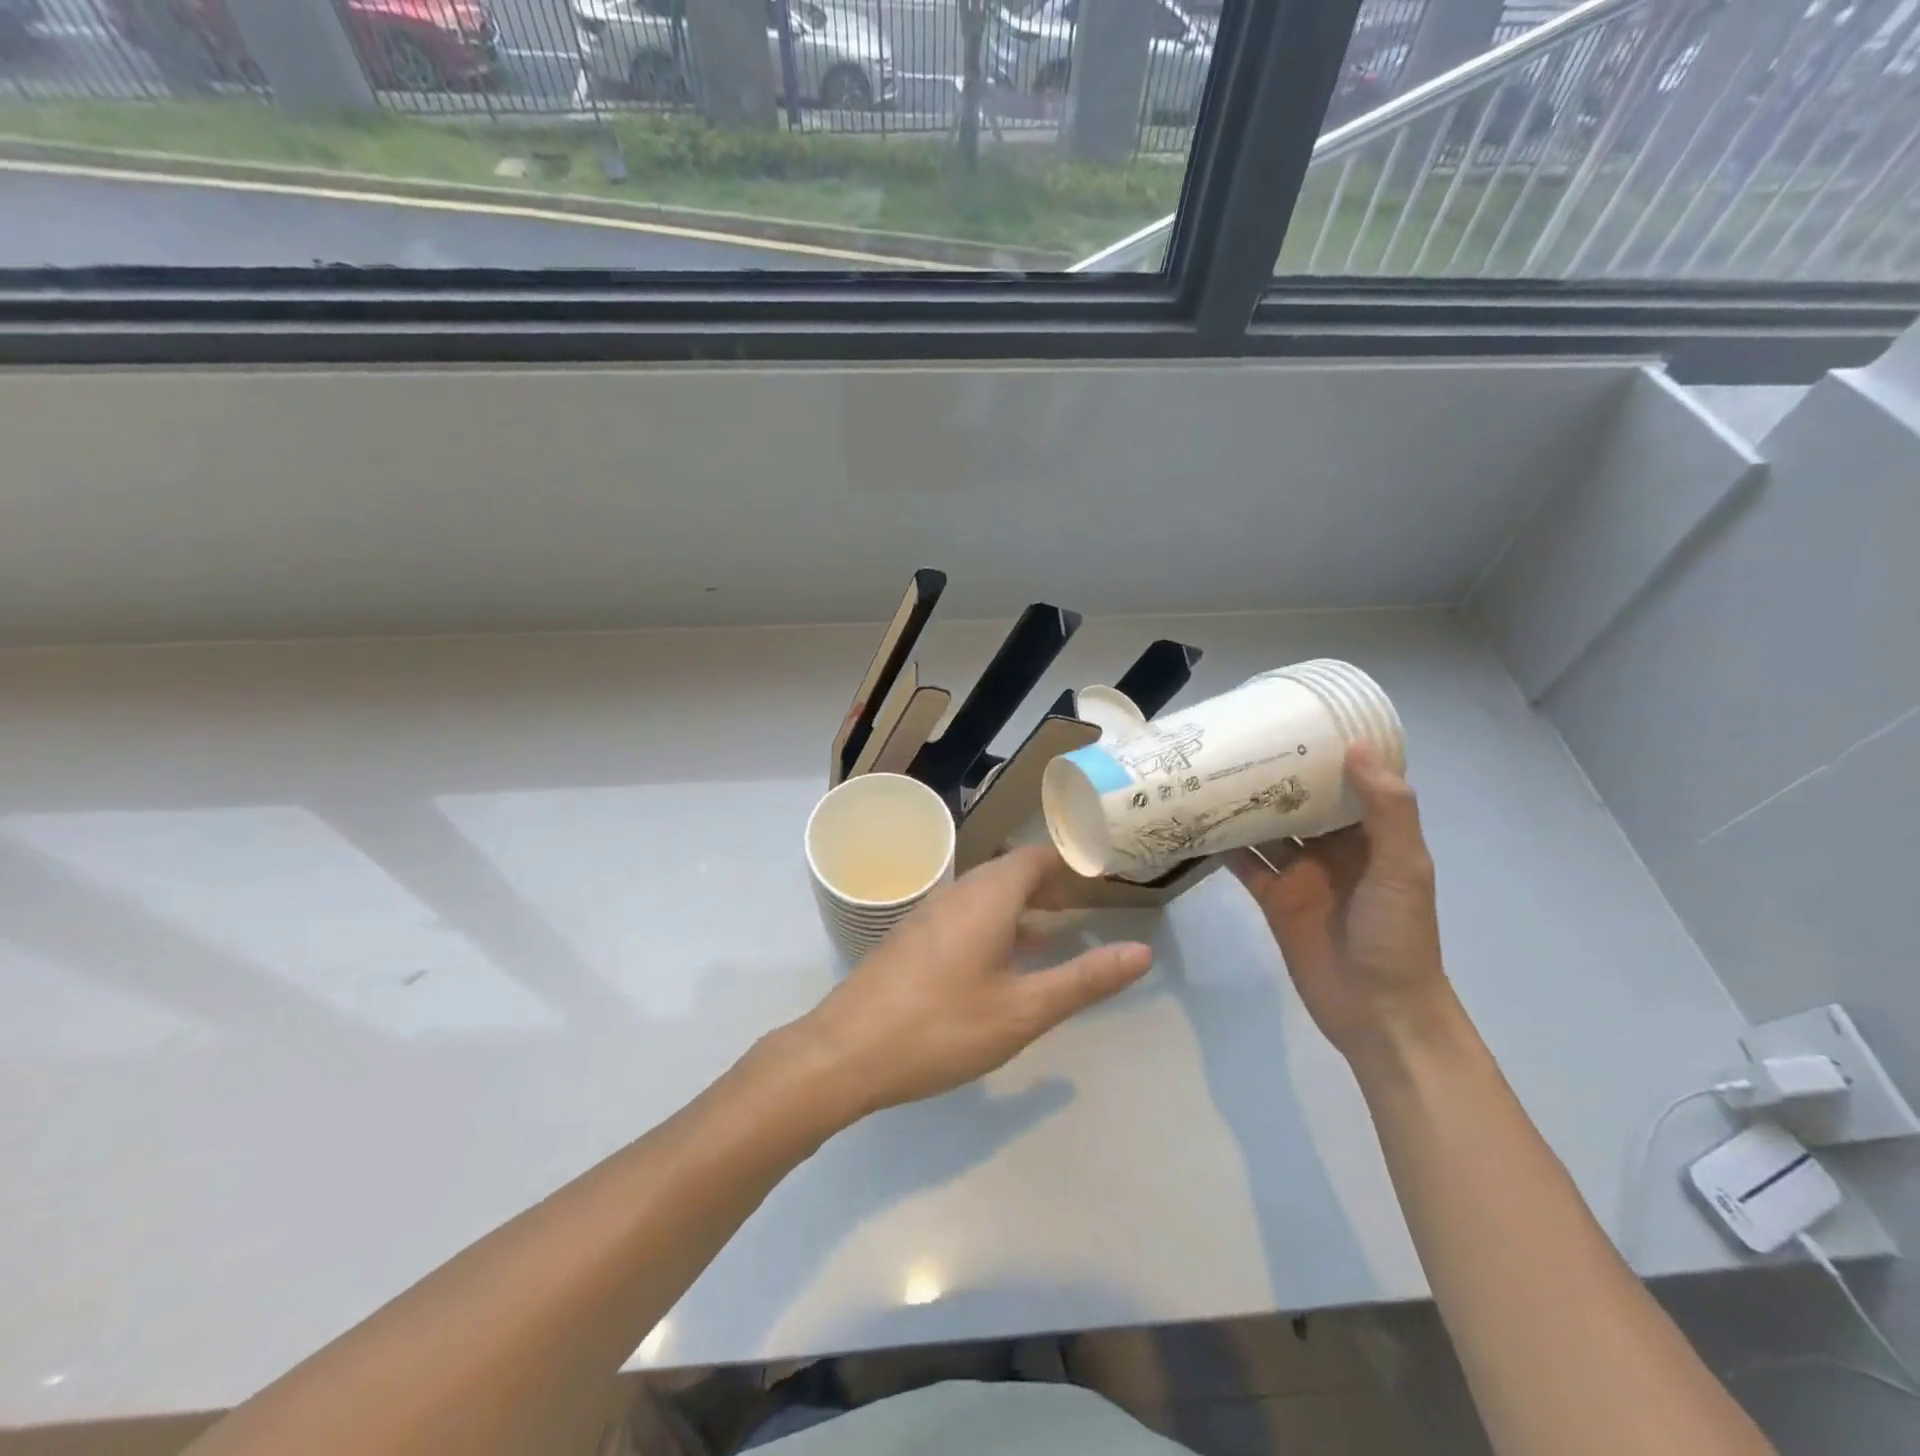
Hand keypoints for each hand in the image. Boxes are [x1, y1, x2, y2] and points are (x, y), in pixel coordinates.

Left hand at [796, 845, 1152, 1119]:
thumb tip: (1141, 952)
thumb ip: (1084, 980)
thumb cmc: (941, 1027)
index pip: (1035, 857)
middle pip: (1010, 874)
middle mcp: (956, 894)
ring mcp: (929, 916)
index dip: (1069, 864)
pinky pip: (964, 918)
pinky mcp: (912, 941)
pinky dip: (995, 928)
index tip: (1101, 880)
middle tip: (1086, 911)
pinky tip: (1002, 967)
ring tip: (1055, 937)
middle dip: (1049, 889)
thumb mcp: (1023, 1010)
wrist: (845, 1052)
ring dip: (1022, 911)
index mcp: (986, 896)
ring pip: (986, 898)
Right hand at [1229, 744, 1450, 1063]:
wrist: (1378, 1011)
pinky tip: (1195, 822)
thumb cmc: (1398, 935)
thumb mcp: (1404, 867)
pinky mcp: (1273, 897)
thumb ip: (1386, 810)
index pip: (1343, 781)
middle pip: (1296, 800)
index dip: (1320, 752)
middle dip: (1270, 774)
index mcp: (1368, 834)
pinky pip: (1244, 863)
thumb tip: (1355, 746)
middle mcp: (1331, 847)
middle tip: (1232, 741)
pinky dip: (1222, 845)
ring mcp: (1299, 872)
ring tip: (1205, 772)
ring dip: (1240, 805)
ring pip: (1265, 828)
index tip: (1290, 720)